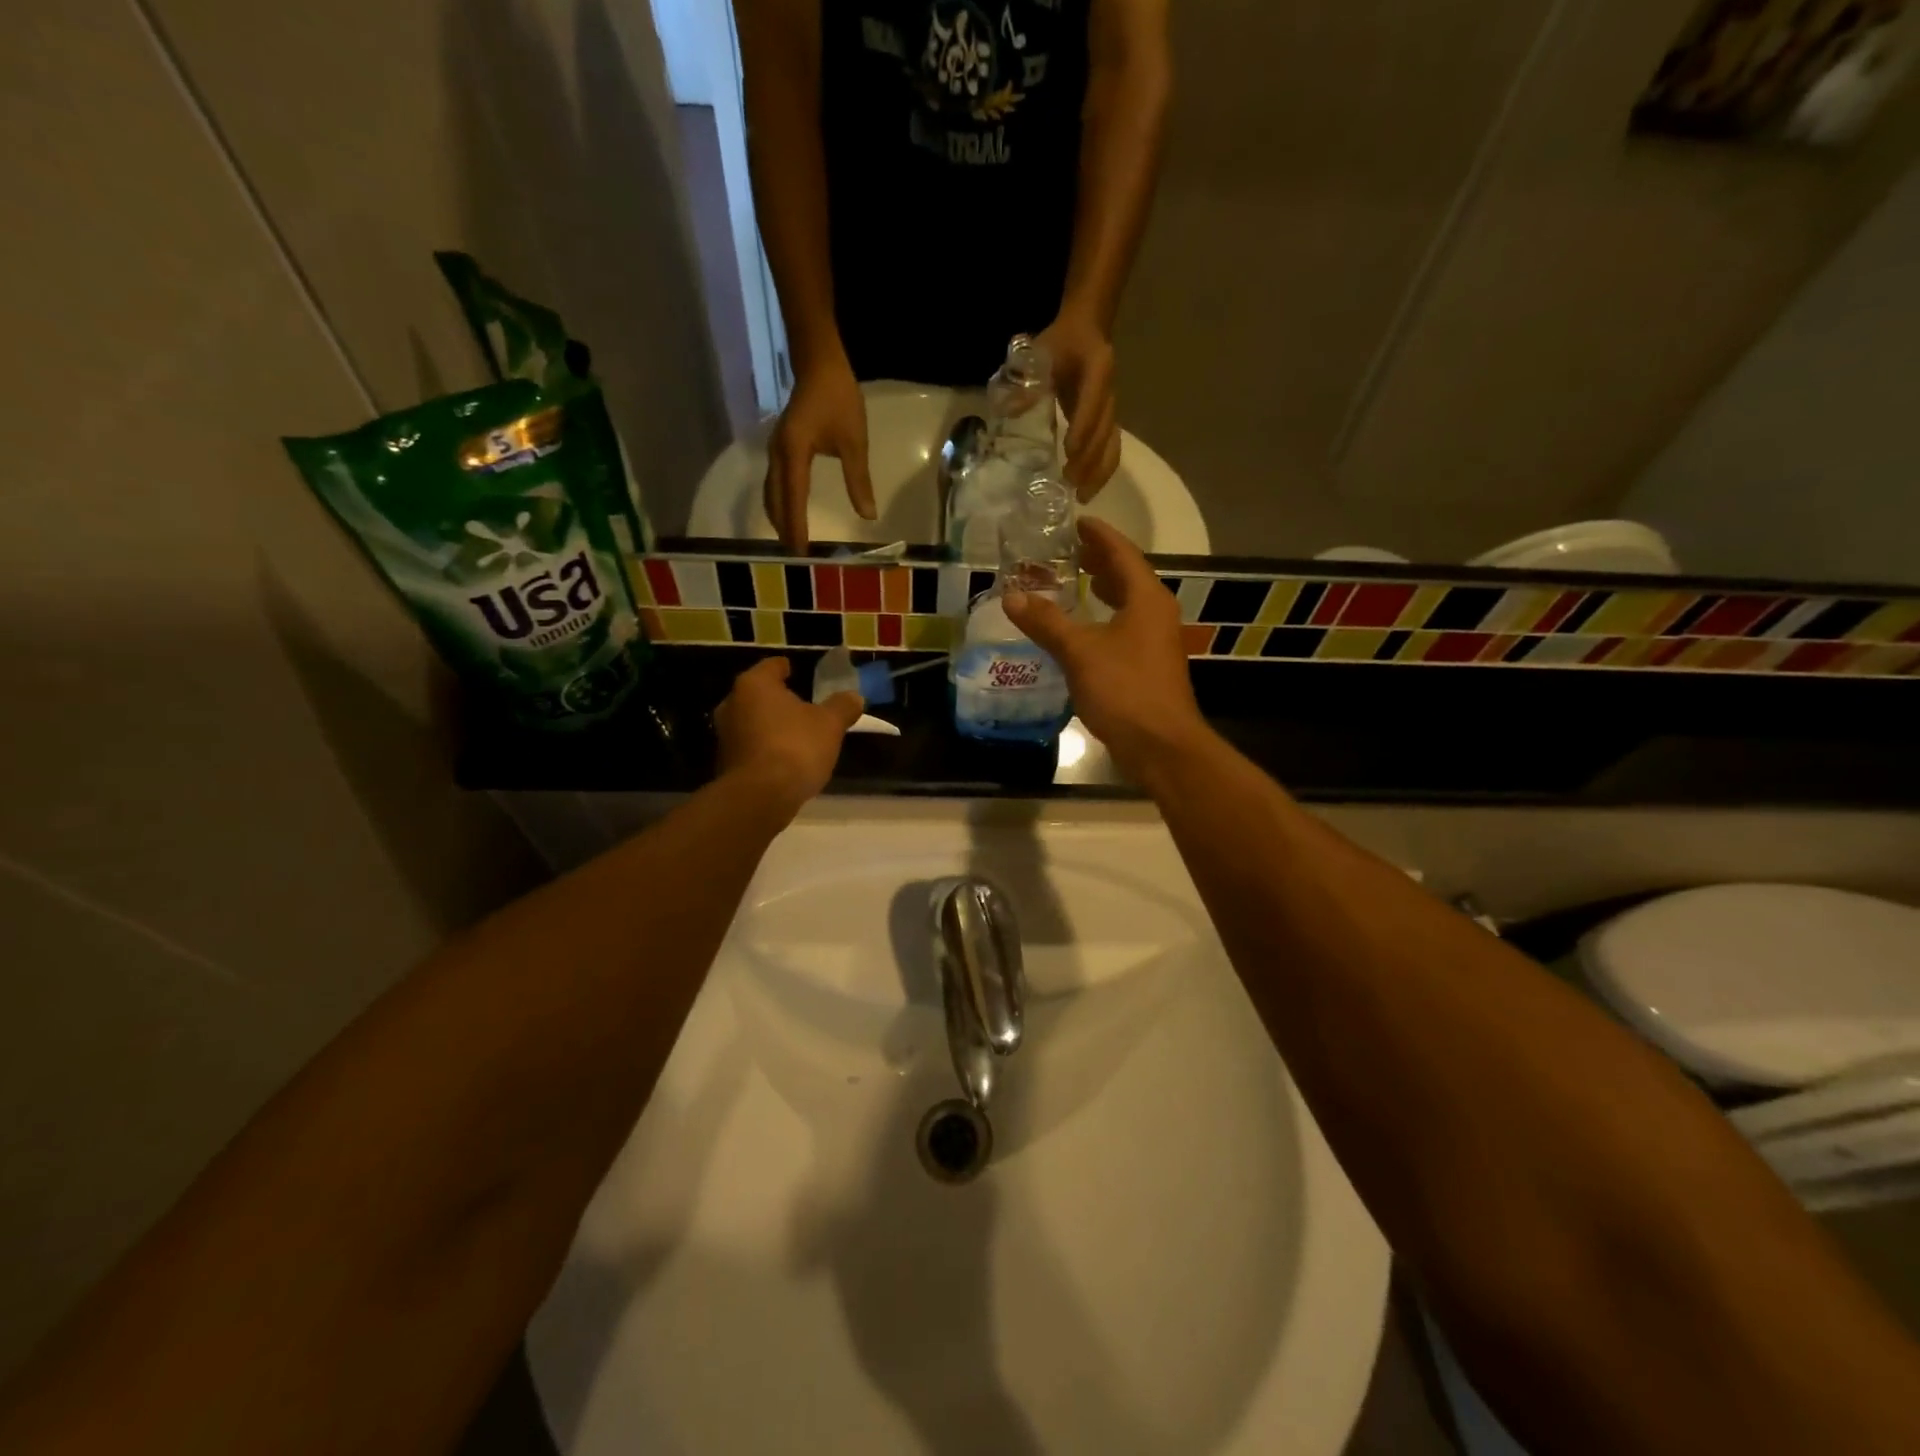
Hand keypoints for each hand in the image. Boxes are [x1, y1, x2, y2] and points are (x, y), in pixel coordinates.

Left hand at [715, 658, 863, 809]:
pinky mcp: (725, 763)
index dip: (786, 668)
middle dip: (778, 700)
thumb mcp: (830, 724)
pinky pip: (750, 747)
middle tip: (800, 705)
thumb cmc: (796, 747)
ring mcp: (725, 735)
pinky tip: (784, 759)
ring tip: (795, 734)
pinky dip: (765, 748)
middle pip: (758, 695)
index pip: (772, 666)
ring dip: (770, 726)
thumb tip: (854, 697)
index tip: (797, 671)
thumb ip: (842, 707)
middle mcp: (732, 704)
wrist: (761, 797)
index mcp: (755, 684)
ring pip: (752, 722)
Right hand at [764, 350, 874, 553]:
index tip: (801, 551)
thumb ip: (858, 480)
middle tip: (795, 554)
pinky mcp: (779, 448)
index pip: (794, 499)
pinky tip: (790, 512)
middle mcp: (778, 455)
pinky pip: (775, 483)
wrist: (818, 363)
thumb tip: (868, 515)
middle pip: (776, 500)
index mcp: (794, 453)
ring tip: (791, 539)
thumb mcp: (854, 441)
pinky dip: (780, 502)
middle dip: (784, 527)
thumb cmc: (839, 399)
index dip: (796, 526)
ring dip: (780, 516)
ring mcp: (775, 451)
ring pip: (771, 492)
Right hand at [1002, 517, 1208, 779]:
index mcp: (1146, 599)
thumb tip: (1012, 597)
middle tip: (1069, 551)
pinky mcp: (1149, 666)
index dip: (1099, 536)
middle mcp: (1156, 613)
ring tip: (1076, 582)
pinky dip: (1104, 618)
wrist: (1161, 745)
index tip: (1077, 521)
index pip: (1122, 554)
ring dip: (1104, 590)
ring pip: (1128, 603)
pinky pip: (1125, 627)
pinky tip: (1084, 630)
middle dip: (1100, 561)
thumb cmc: (1124, 690)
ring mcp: (1156, 641)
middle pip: (1128, 576)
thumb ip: (1046, 622)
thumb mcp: (1079, 652)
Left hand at [1035, 312, 1118, 501]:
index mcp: (1097, 369)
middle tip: (1071, 483)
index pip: (1093, 401)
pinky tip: (1088, 489)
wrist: (1086, 331)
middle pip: (1106, 431)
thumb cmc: (1061, 343)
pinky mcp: (1107, 422)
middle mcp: (1109, 392)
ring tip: (1083, 496)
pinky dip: (1101, 471)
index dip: (1083, 426)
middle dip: (1090, 459)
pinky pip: (1111, 449)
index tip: (1069, 451)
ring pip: (1112, 444)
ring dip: (1099, 472)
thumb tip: (1010, 410)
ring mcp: (1111, 409)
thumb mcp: (1041, 352)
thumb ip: (1028, 379)